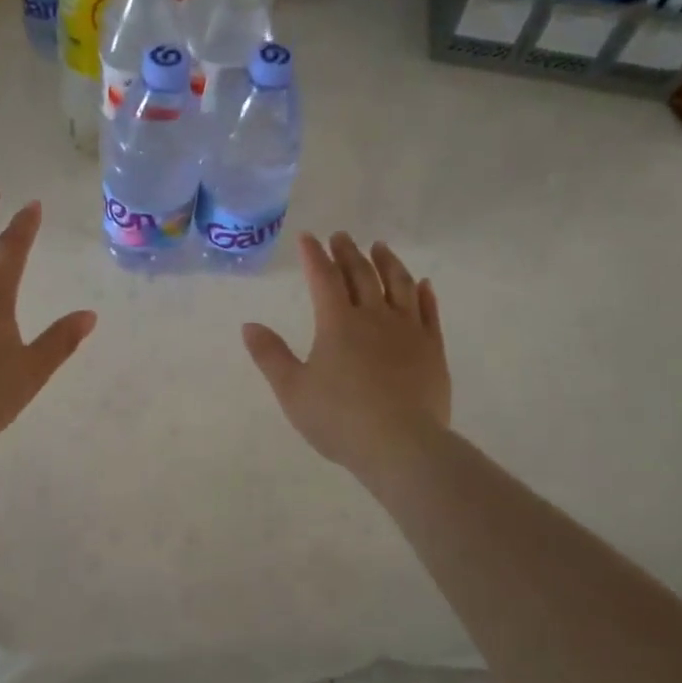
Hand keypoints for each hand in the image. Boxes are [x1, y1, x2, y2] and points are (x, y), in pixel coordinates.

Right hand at [242, 232, 451, 481]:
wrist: (402, 445)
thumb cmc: (340, 419)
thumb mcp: (292, 390)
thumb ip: (270, 355)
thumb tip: (249, 325)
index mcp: (337, 323)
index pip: (323, 278)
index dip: (314, 256)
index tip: (308, 238)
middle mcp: (374, 317)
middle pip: (361, 275)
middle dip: (348, 253)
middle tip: (342, 236)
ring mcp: (408, 331)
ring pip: (399, 286)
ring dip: (388, 263)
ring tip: (381, 248)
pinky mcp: (432, 350)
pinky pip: (429, 312)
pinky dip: (424, 294)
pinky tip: (423, 284)